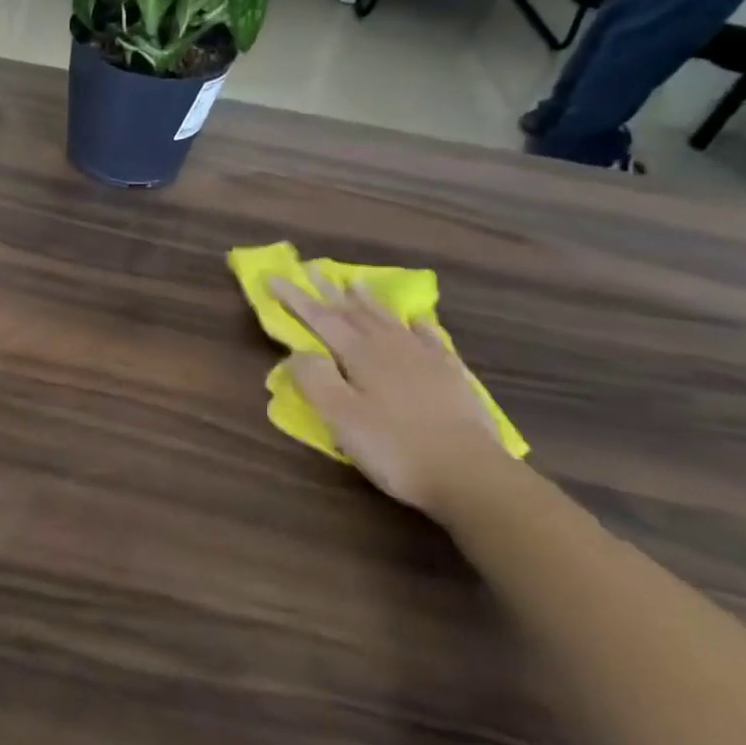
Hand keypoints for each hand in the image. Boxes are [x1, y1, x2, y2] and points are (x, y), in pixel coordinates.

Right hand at [271, 279, 506, 520]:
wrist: (472, 476)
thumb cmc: (395, 448)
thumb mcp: (340, 418)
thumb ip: (314, 379)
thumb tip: (298, 352)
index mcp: (360, 353)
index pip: (320, 318)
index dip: (295, 298)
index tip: (273, 276)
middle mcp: (390, 346)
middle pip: (354, 312)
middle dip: (329, 291)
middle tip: (312, 268)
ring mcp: (424, 359)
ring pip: (389, 320)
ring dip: (369, 301)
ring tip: (356, 283)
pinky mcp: (451, 377)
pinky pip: (431, 339)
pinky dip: (419, 326)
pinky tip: (417, 321)